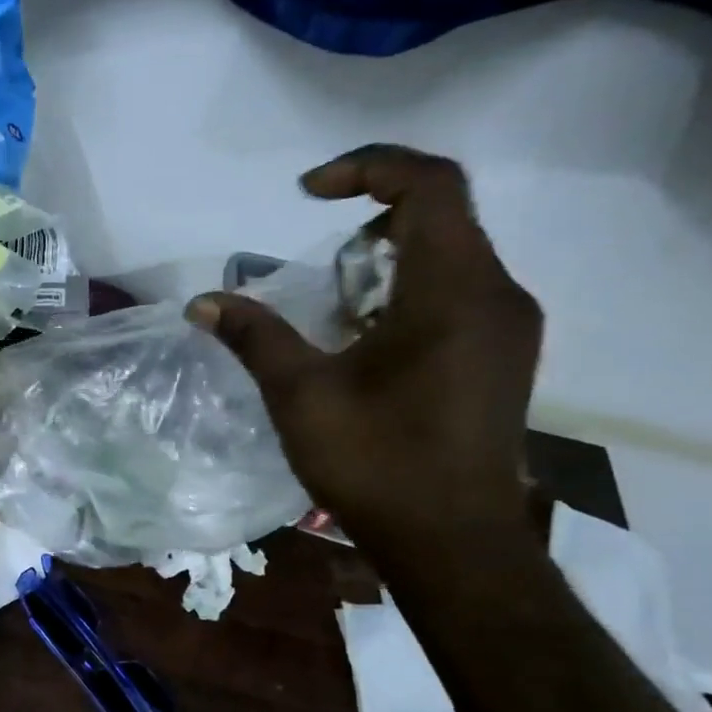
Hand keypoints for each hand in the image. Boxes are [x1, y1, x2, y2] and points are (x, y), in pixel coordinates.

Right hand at [186, 145, 542, 548]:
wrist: (452, 543)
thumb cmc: (377, 463)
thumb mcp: (301, 395)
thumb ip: (254, 337)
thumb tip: (203, 302)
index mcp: (453, 291)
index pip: (430, 186)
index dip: (368, 168)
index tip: (307, 193)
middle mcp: (497, 295)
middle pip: (441, 216)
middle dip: (370, 218)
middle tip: (316, 261)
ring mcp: (508, 328)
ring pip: (451, 255)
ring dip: (387, 259)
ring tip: (332, 305)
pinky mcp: (502, 357)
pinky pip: (459, 292)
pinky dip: (408, 291)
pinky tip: (365, 340)